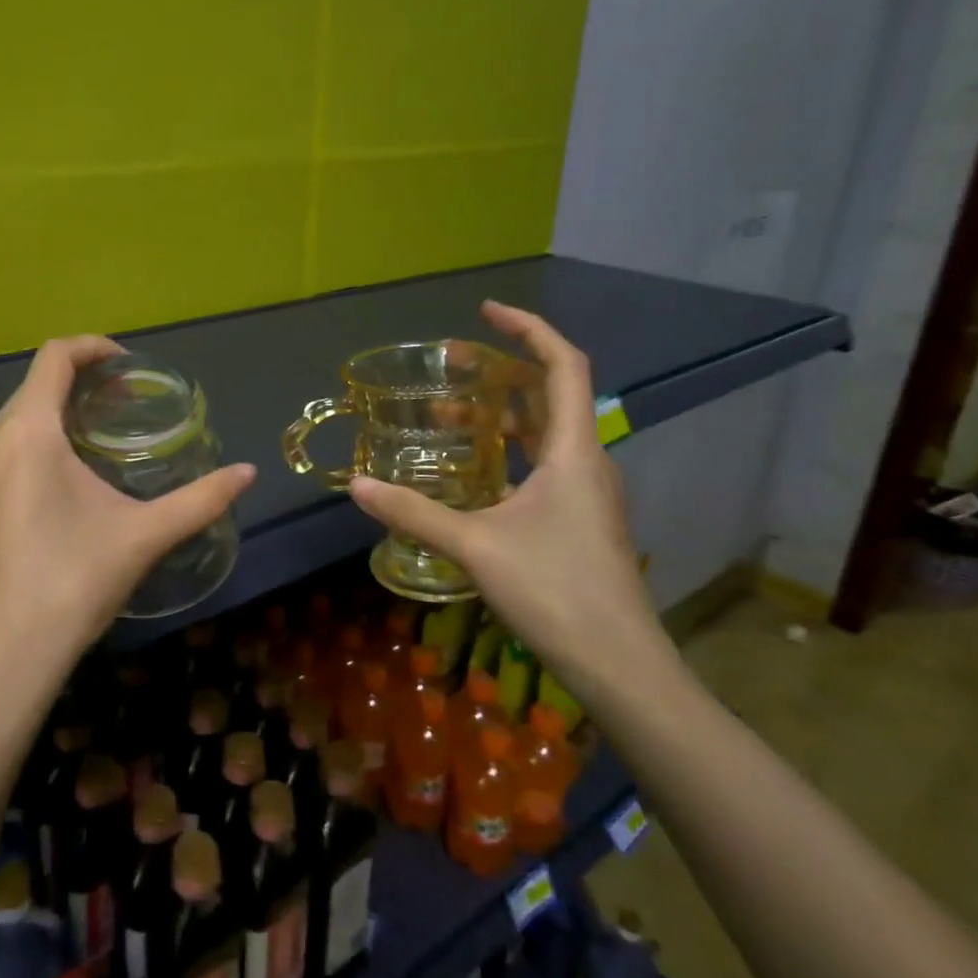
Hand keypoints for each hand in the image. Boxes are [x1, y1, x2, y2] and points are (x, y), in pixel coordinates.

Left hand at [0, 335, 256, 700]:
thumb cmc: (75, 583)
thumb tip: (250, 473)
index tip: (126, 365)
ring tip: (90, 447)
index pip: (54, 355)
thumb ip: (201, 498)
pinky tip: (52, 493)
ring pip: (12, 424)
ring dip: (51, 420)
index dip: (93, 346)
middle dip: (79, 386)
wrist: (7, 658)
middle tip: (121, 408)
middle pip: (33, 387)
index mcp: (27, 432)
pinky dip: (26, 453)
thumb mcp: (145, 535)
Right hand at [346, 303, 677, 702]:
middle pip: (551, 393)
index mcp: (575, 451)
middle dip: (503, 369)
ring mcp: (586, 492)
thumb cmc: (555, 591)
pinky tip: (473, 467)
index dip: (528, 329)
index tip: (484, 313)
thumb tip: (357, 487)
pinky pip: (543, 462)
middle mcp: (587, 461)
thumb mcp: (475, 546)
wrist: (620, 665)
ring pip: (546, 431)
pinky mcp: (579, 518)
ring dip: (502, 412)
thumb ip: (414, 513)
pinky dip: (508, 447)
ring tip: (447, 412)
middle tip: (452, 363)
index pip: (563, 365)